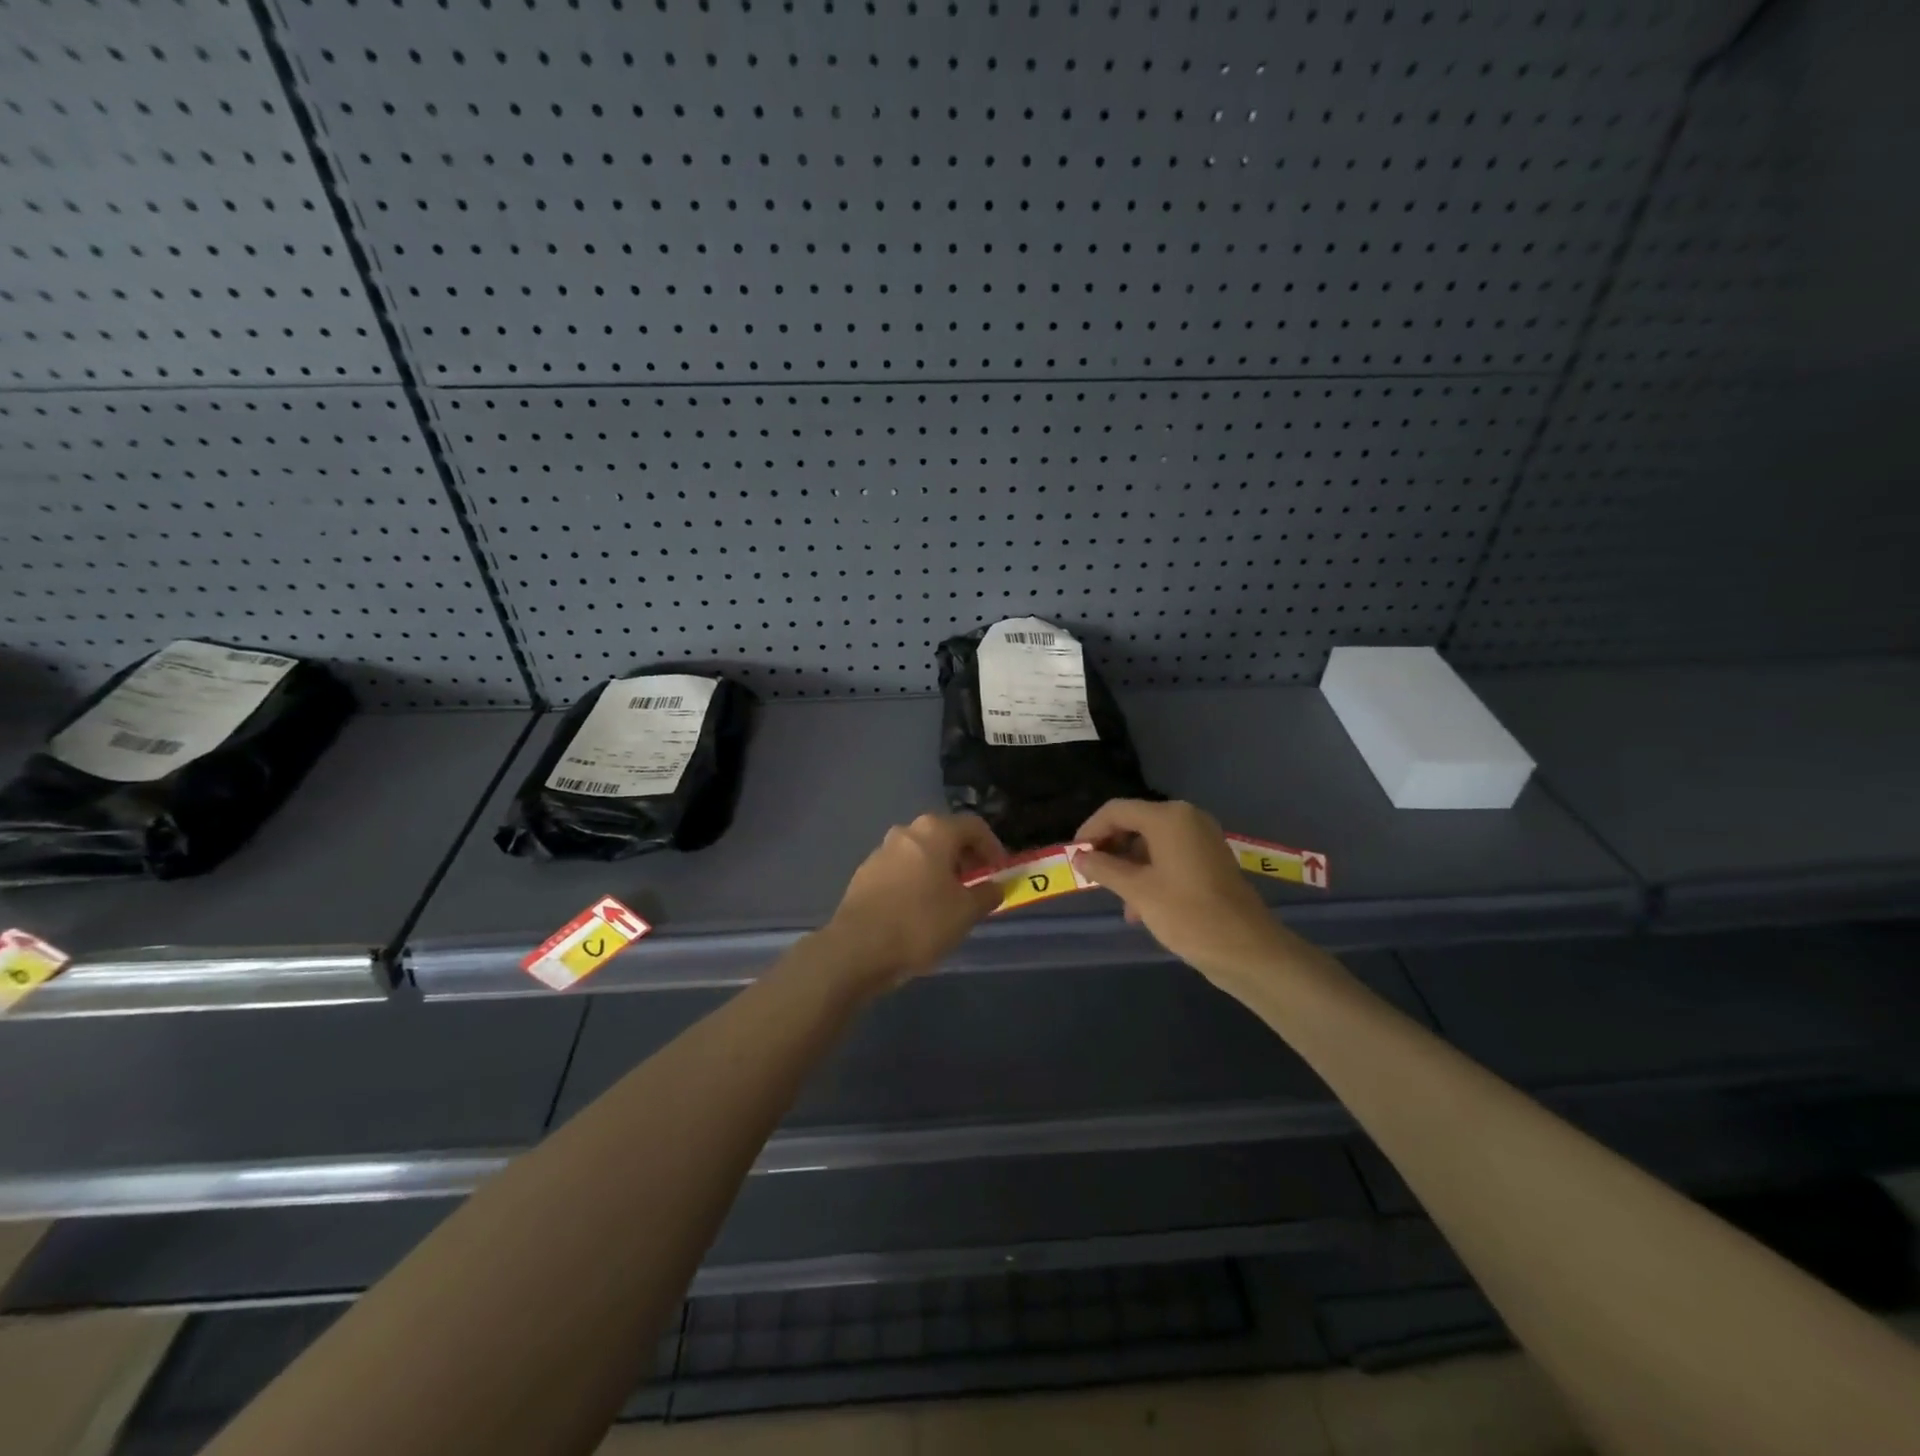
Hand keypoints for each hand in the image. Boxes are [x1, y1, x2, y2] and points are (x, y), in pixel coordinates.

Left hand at [824, 813, 1005, 986]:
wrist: (857, 948)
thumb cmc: (920, 923)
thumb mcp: (966, 912)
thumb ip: (986, 894)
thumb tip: (994, 887)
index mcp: (934, 831)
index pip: (974, 826)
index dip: (993, 846)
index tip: (1000, 871)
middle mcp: (906, 832)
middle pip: (945, 835)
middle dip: (965, 857)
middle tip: (977, 884)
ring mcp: (881, 851)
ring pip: (921, 853)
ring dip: (940, 869)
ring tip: (950, 900)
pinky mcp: (865, 874)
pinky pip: (901, 870)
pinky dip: (917, 881)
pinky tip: (920, 910)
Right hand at [1071, 799, 1296, 984]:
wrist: (1247, 950)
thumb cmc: (1188, 914)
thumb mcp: (1138, 891)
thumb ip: (1104, 869)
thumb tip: (1080, 857)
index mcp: (1169, 817)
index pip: (1116, 811)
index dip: (1090, 830)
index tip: (1074, 856)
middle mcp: (1186, 819)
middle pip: (1134, 823)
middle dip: (1111, 849)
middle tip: (1092, 876)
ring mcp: (1201, 839)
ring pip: (1151, 843)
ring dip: (1129, 867)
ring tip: (1118, 901)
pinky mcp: (1209, 860)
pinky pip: (1169, 857)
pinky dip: (1150, 874)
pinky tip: (1140, 908)